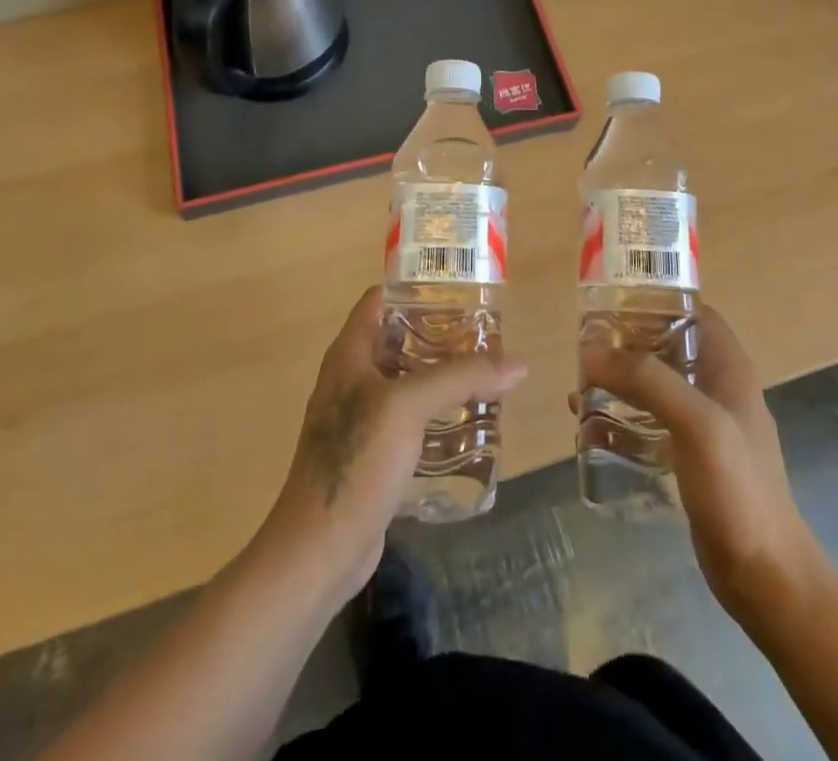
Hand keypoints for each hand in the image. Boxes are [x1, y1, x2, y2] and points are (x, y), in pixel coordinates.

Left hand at [261, 286, 525, 600]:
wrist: (320, 549)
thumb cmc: (357, 461)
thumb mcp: (409, 407)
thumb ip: (461, 378)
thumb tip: (517, 363)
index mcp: (350, 354)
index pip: (380, 299)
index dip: (416, 288)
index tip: (460, 292)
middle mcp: (353, 378)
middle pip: (400, 339)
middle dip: (441, 336)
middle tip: (486, 337)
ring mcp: (361, 418)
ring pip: (408, 382)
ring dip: (443, 378)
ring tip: (487, 376)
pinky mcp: (374, 454)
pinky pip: (411, 421)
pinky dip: (438, 415)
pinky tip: (471, 424)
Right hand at [577, 305, 821, 625]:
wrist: (767, 578)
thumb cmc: (738, 490)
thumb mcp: (696, 423)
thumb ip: (647, 380)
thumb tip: (590, 349)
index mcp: (728, 368)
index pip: (692, 312)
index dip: (655, 302)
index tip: (611, 305)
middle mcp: (716, 388)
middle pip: (666, 346)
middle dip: (625, 343)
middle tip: (584, 347)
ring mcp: (703, 425)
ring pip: (653, 385)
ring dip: (618, 381)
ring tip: (579, 384)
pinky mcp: (688, 458)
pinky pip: (647, 424)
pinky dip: (619, 419)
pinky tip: (587, 426)